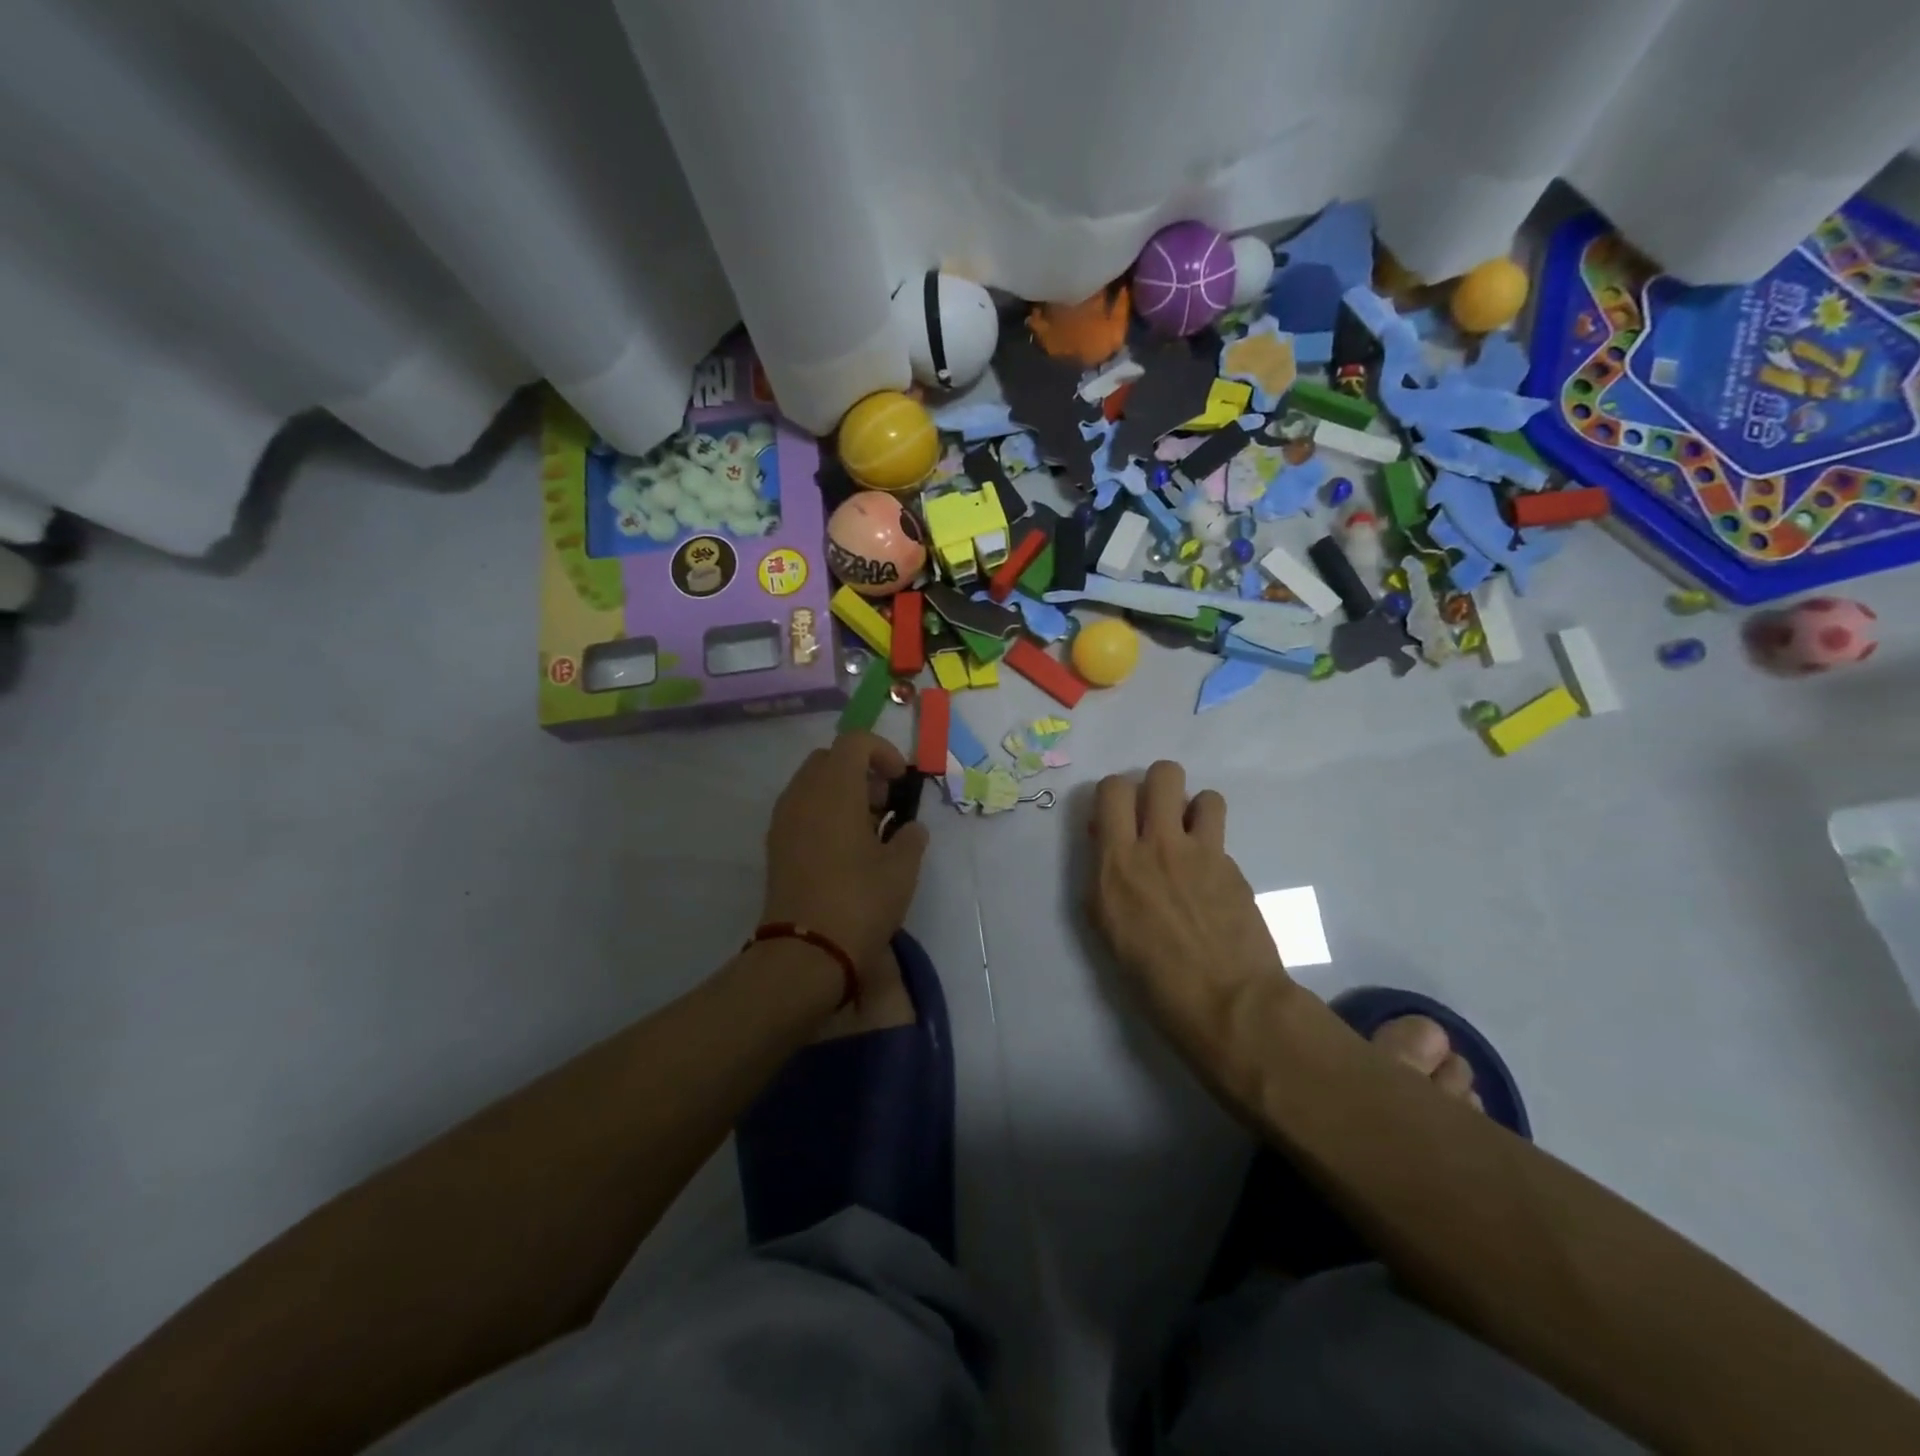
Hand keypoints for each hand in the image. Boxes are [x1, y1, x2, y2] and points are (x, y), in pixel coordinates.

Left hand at [761, 732, 929, 975]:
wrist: (806, 952)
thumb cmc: (860, 902)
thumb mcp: (902, 869)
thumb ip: (910, 838)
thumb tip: (910, 828)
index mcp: (834, 789)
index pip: (854, 742)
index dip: (883, 752)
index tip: (900, 781)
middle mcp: (802, 795)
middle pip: (830, 759)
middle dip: (861, 771)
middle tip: (885, 803)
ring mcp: (783, 820)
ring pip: (812, 784)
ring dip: (842, 792)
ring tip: (868, 829)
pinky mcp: (776, 846)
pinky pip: (801, 809)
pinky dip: (824, 813)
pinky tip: (846, 849)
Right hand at [1087, 761, 1292, 1056]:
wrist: (1226, 1001)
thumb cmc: (1152, 977)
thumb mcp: (1107, 925)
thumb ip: (1103, 875)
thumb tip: (1107, 840)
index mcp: (1116, 862)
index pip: (1111, 789)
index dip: (1114, 795)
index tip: (1117, 819)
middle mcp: (1157, 845)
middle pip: (1163, 773)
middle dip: (1157, 785)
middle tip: (1156, 816)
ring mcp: (1202, 853)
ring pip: (1203, 794)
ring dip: (1193, 810)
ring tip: (1190, 839)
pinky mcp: (1233, 866)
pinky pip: (1221, 834)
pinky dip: (1212, 844)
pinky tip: (1211, 876)